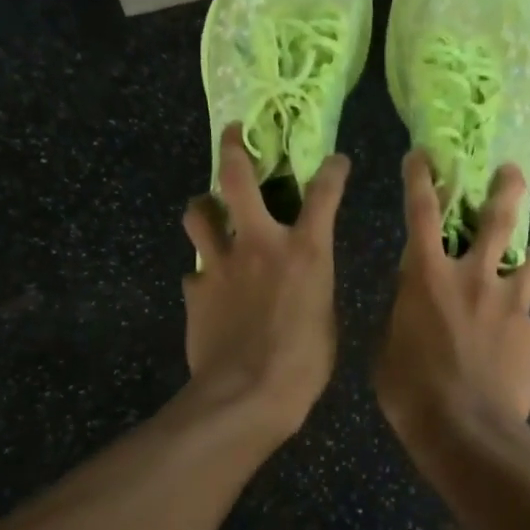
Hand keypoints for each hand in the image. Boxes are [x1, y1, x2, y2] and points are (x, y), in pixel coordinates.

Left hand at [182, 124, 347, 438]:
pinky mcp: (195, 289)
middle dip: (234, 148)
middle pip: (237, 178)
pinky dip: (202, 274)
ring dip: (203, 207)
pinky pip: (194, 271)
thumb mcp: (325, 316)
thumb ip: (312, 284)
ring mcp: (220, 263)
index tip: (336, 161)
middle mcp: (259, 243)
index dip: (333, 171)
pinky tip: (208, 288)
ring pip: (198, 213)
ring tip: (208, 211)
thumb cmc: (304, 362)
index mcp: (304, 250)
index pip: (324, 193)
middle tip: (234, 134)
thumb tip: (301, 278)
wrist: (247, 395)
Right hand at [375, 152, 529, 436]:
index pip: (421, 212)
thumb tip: (415, 305)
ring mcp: (511, 303)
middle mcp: (473, 277)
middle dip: (505, 189)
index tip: (424, 154)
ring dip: (529, 257)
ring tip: (529, 262)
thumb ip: (404, 314)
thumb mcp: (388, 348)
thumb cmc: (412, 392)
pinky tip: (514, 348)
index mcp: (427, 276)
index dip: (421, 178)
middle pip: (496, 219)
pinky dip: (522, 324)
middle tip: (511, 172)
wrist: (468, 433)